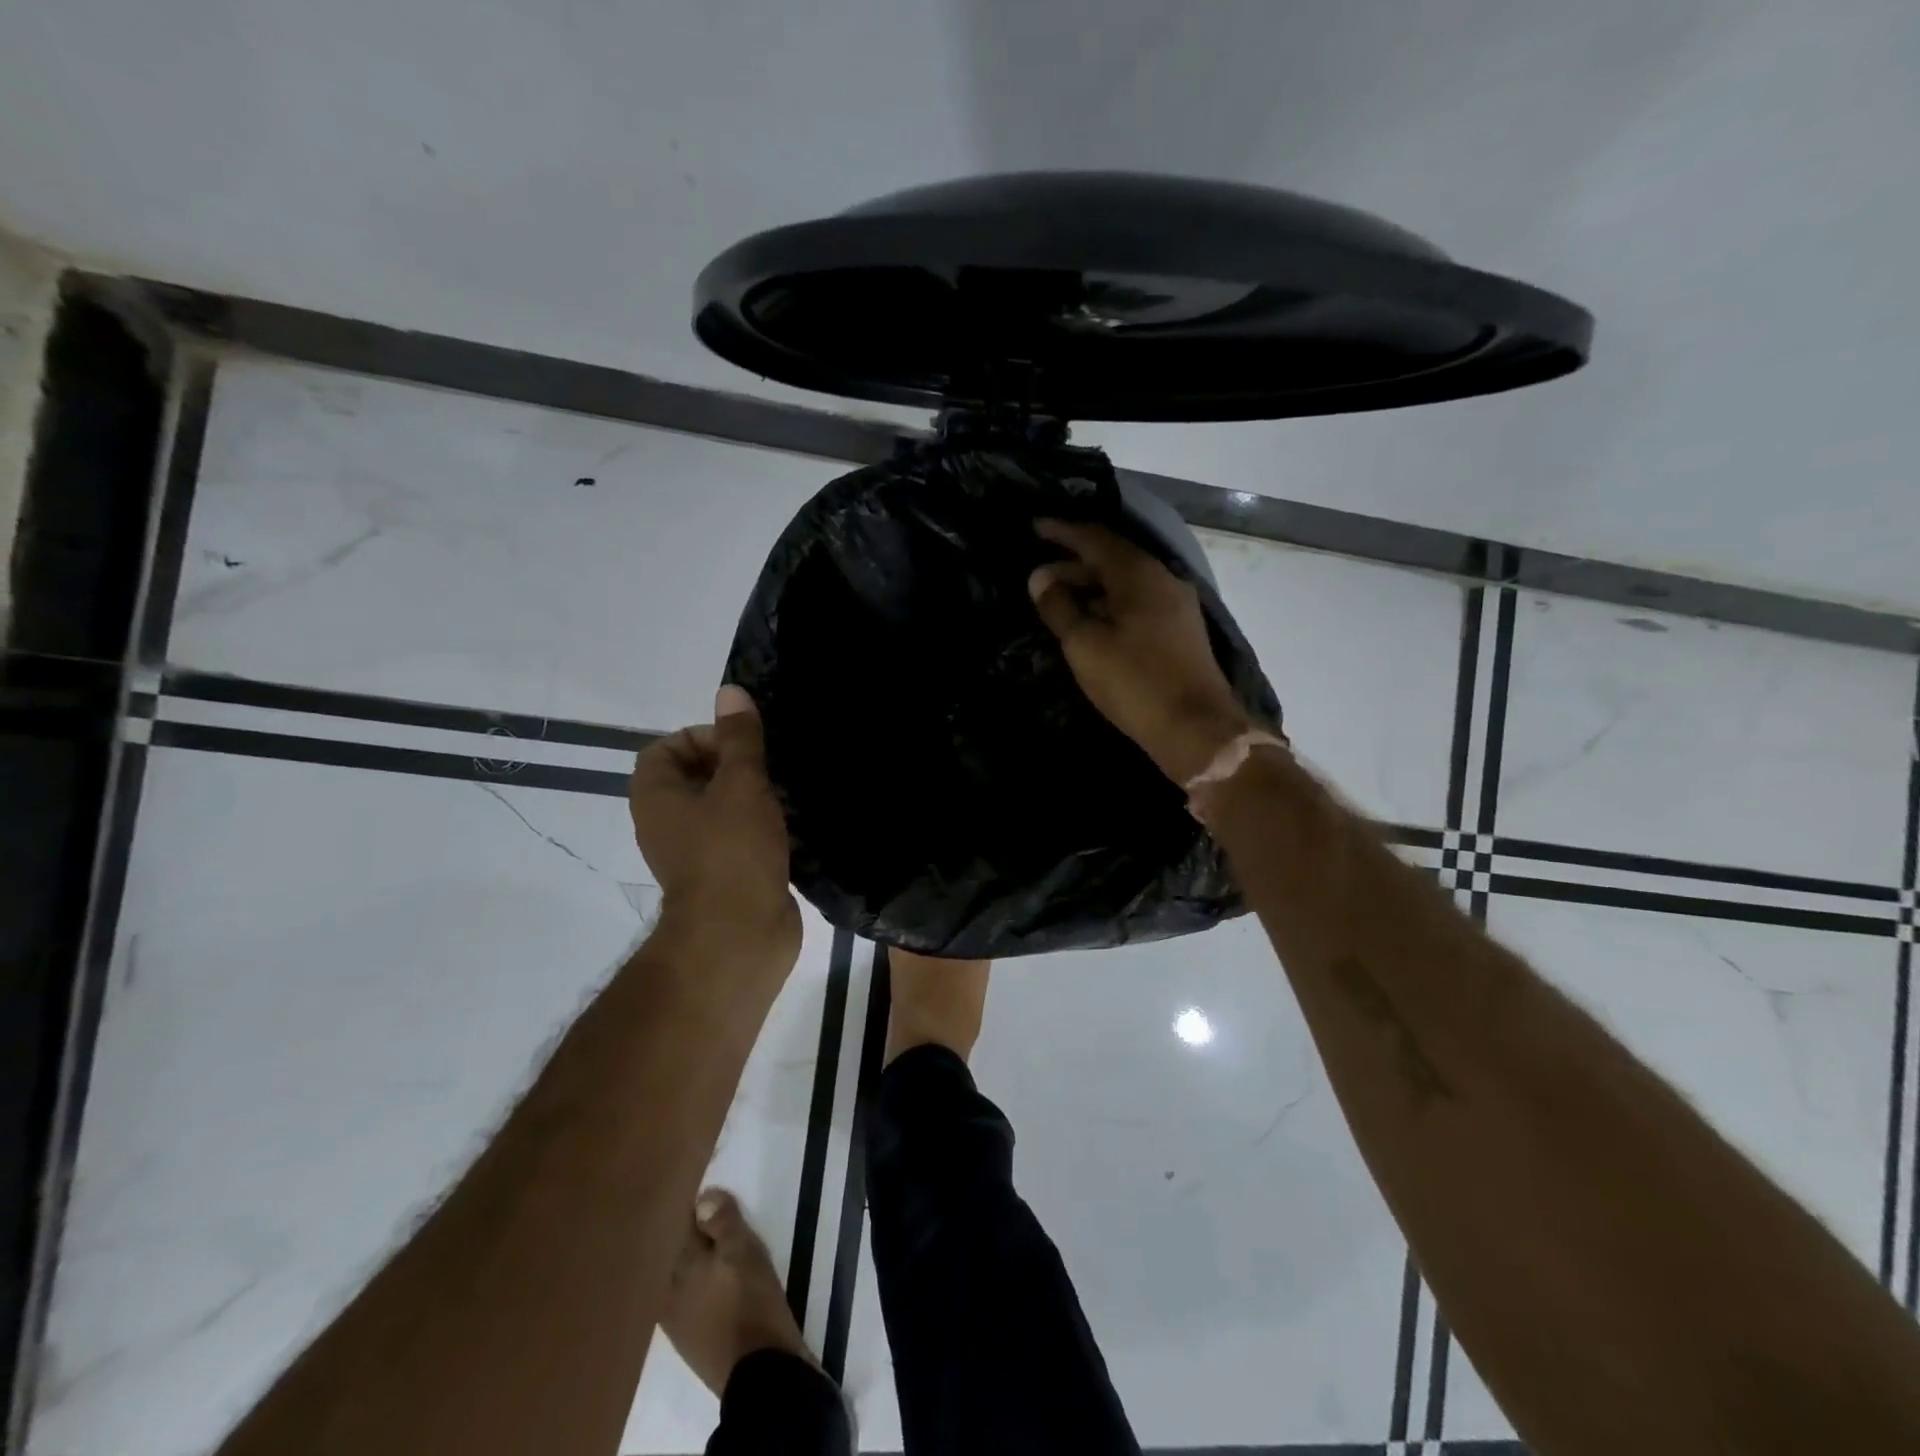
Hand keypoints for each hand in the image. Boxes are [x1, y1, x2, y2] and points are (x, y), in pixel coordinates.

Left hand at [630, 686, 800, 969]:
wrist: (739, 936)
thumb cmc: (732, 852)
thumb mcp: (741, 784)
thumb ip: (739, 738)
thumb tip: (730, 691)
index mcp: (657, 796)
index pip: (667, 747)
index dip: (704, 737)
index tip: (743, 747)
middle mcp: (668, 822)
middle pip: (698, 776)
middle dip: (738, 766)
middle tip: (773, 767)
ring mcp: (696, 852)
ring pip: (724, 808)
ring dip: (755, 797)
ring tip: (789, 792)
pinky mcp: (725, 875)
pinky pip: (741, 837)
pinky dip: (764, 827)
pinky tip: (796, 824)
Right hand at [1028, 519, 1258, 784]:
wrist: (1197, 729)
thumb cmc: (1135, 683)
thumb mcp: (1085, 645)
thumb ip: (1059, 607)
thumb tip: (1040, 577)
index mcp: (1139, 574)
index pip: (1095, 538)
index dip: (1063, 532)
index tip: (1035, 528)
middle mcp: (1163, 579)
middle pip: (1113, 558)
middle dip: (1074, 563)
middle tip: (1039, 577)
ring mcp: (1176, 605)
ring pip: (1126, 582)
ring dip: (1092, 586)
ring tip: (1060, 601)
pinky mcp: (1181, 630)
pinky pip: (1138, 602)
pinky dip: (1110, 603)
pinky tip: (1093, 621)